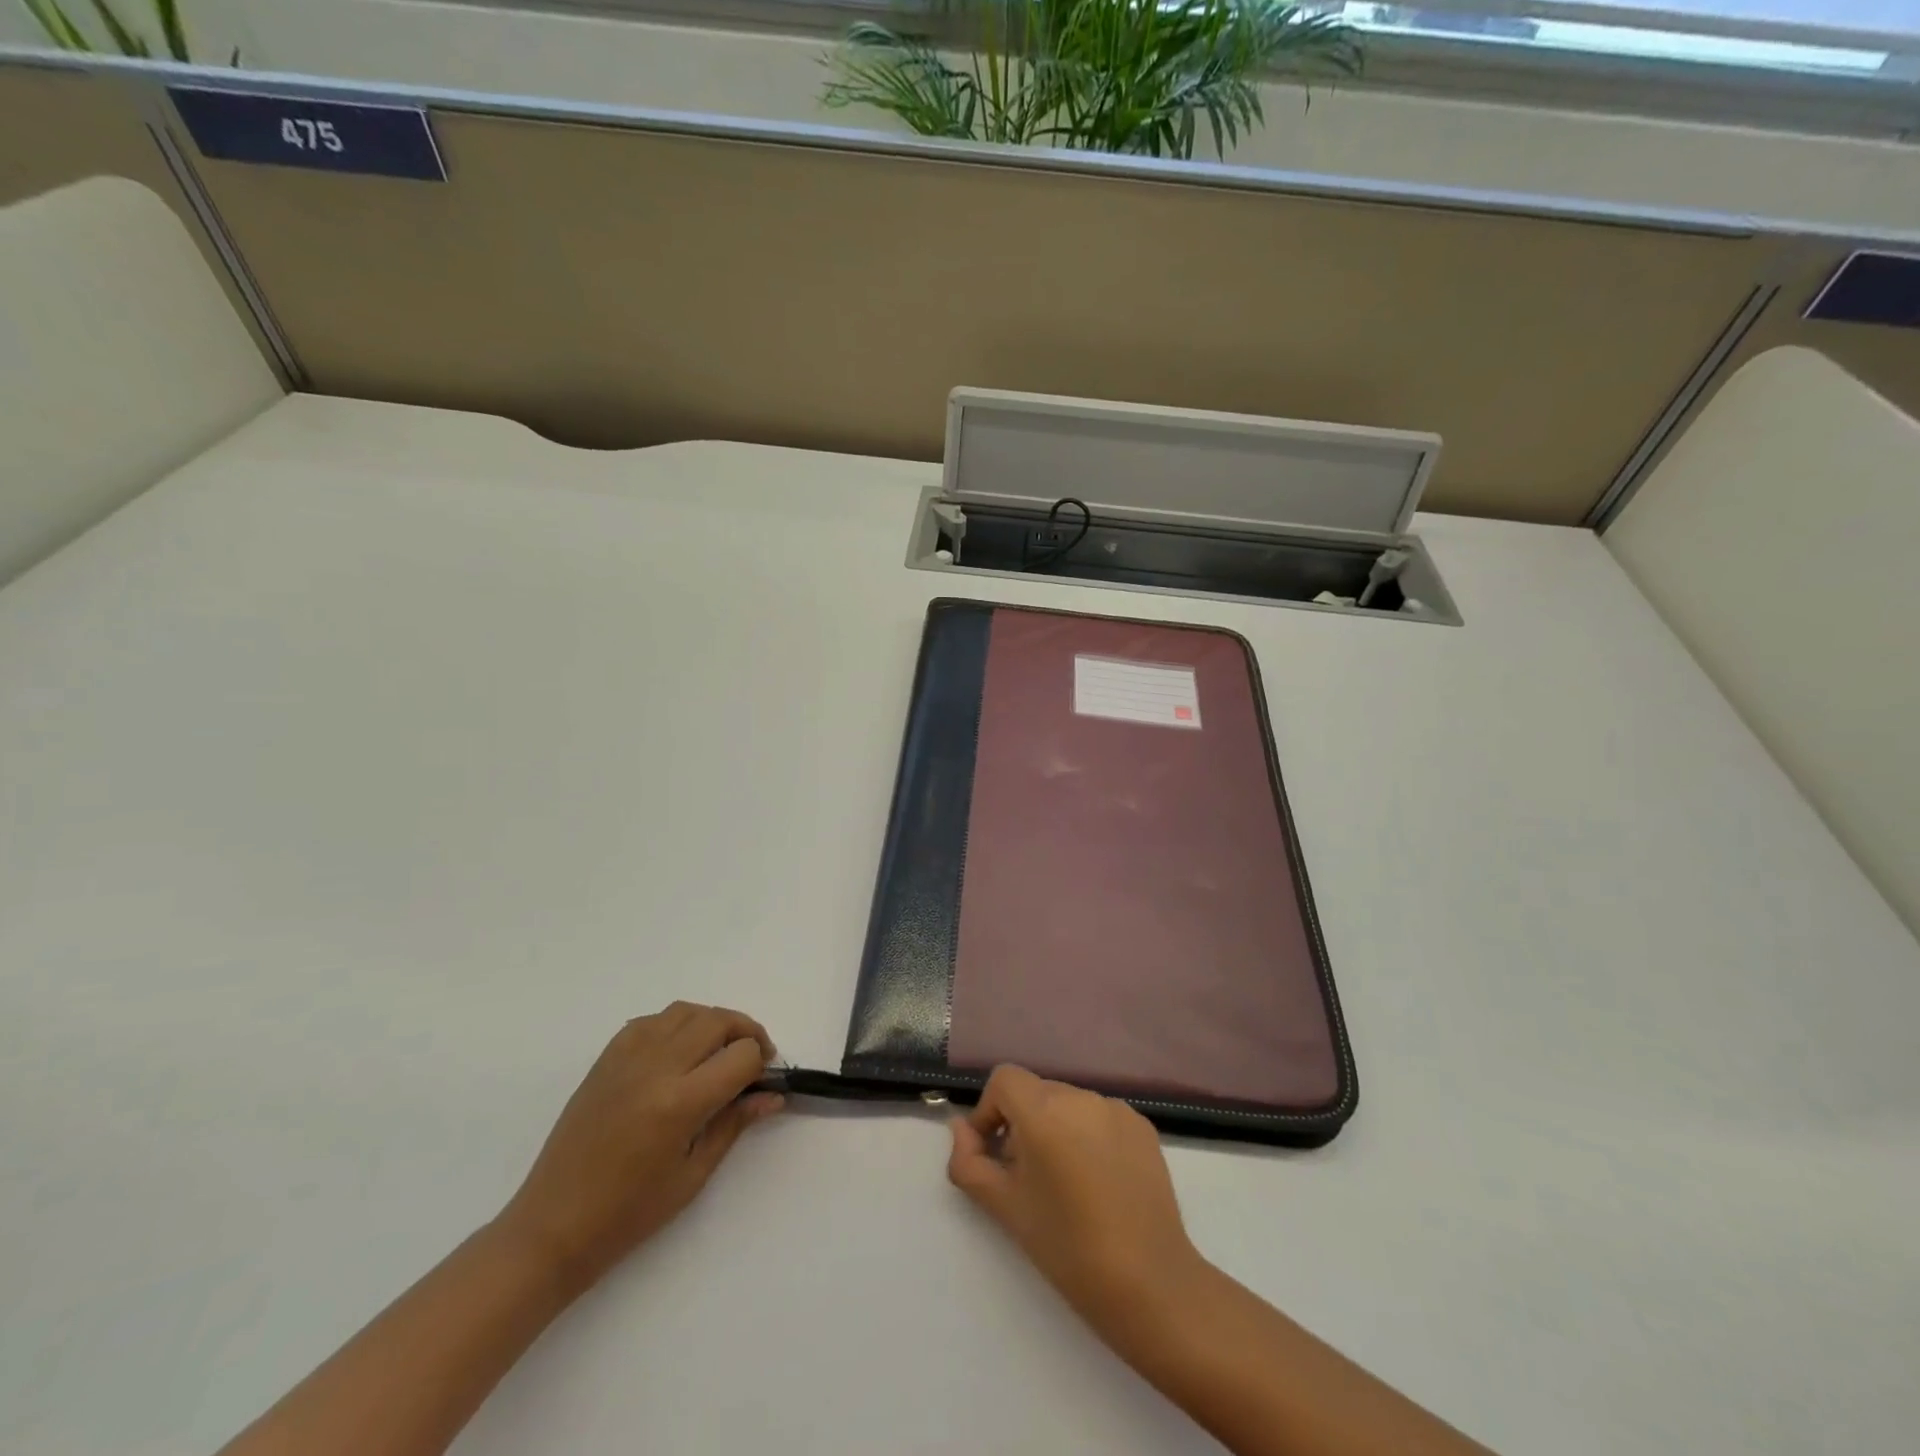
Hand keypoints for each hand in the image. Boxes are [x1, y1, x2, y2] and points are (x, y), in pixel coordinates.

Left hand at [496, 1003, 781, 1289]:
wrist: (552, 1227)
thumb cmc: (628, 1214)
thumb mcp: (693, 1176)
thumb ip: (734, 1124)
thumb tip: (772, 1096)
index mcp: (680, 1103)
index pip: (741, 1056)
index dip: (760, 1065)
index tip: (762, 1083)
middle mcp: (655, 1068)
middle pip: (717, 1021)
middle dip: (746, 1033)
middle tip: (753, 1059)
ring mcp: (626, 1058)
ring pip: (685, 1011)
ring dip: (712, 1023)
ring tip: (719, 1050)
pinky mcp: (606, 1059)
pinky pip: (652, 1021)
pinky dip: (675, 1025)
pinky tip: (679, 1052)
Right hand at [947, 1066, 1206, 1334]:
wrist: (1150, 1285)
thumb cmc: (1067, 1248)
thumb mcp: (1005, 1208)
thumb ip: (970, 1163)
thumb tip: (959, 1129)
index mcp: (1044, 1111)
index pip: (1004, 1079)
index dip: (990, 1111)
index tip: (994, 1155)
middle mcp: (1080, 1097)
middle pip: (1036, 1092)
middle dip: (1022, 1124)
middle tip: (1027, 1179)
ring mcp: (1116, 1109)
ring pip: (1068, 1105)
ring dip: (1056, 1130)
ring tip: (1066, 1184)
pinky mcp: (1143, 1126)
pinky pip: (1100, 1118)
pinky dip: (1088, 1137)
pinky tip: (1099, 1183)